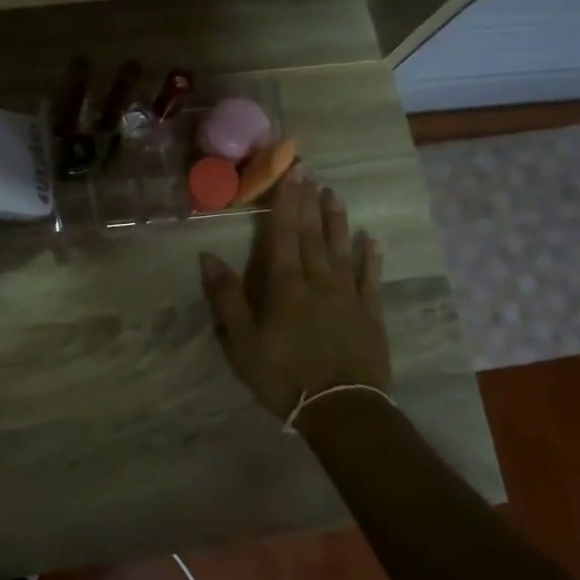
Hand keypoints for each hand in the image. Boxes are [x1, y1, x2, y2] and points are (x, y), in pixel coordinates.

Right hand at [199, 170, 391, 420]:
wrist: (342, 409)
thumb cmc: (283, 376)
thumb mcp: (243, 342)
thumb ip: (227, 298)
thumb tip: (208, 257)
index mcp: (285, 286)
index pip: (283, 234)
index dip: (285, 202)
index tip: (289, 173)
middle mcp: (319, 281)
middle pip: (312, 234)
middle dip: (308, 201)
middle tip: (310, 170)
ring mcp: (348, 296)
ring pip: (342, 249)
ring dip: (336, 221)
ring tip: (334, 194)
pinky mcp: (370, 314)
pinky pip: (370, 278)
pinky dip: (371, 257)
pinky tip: (372, 240)